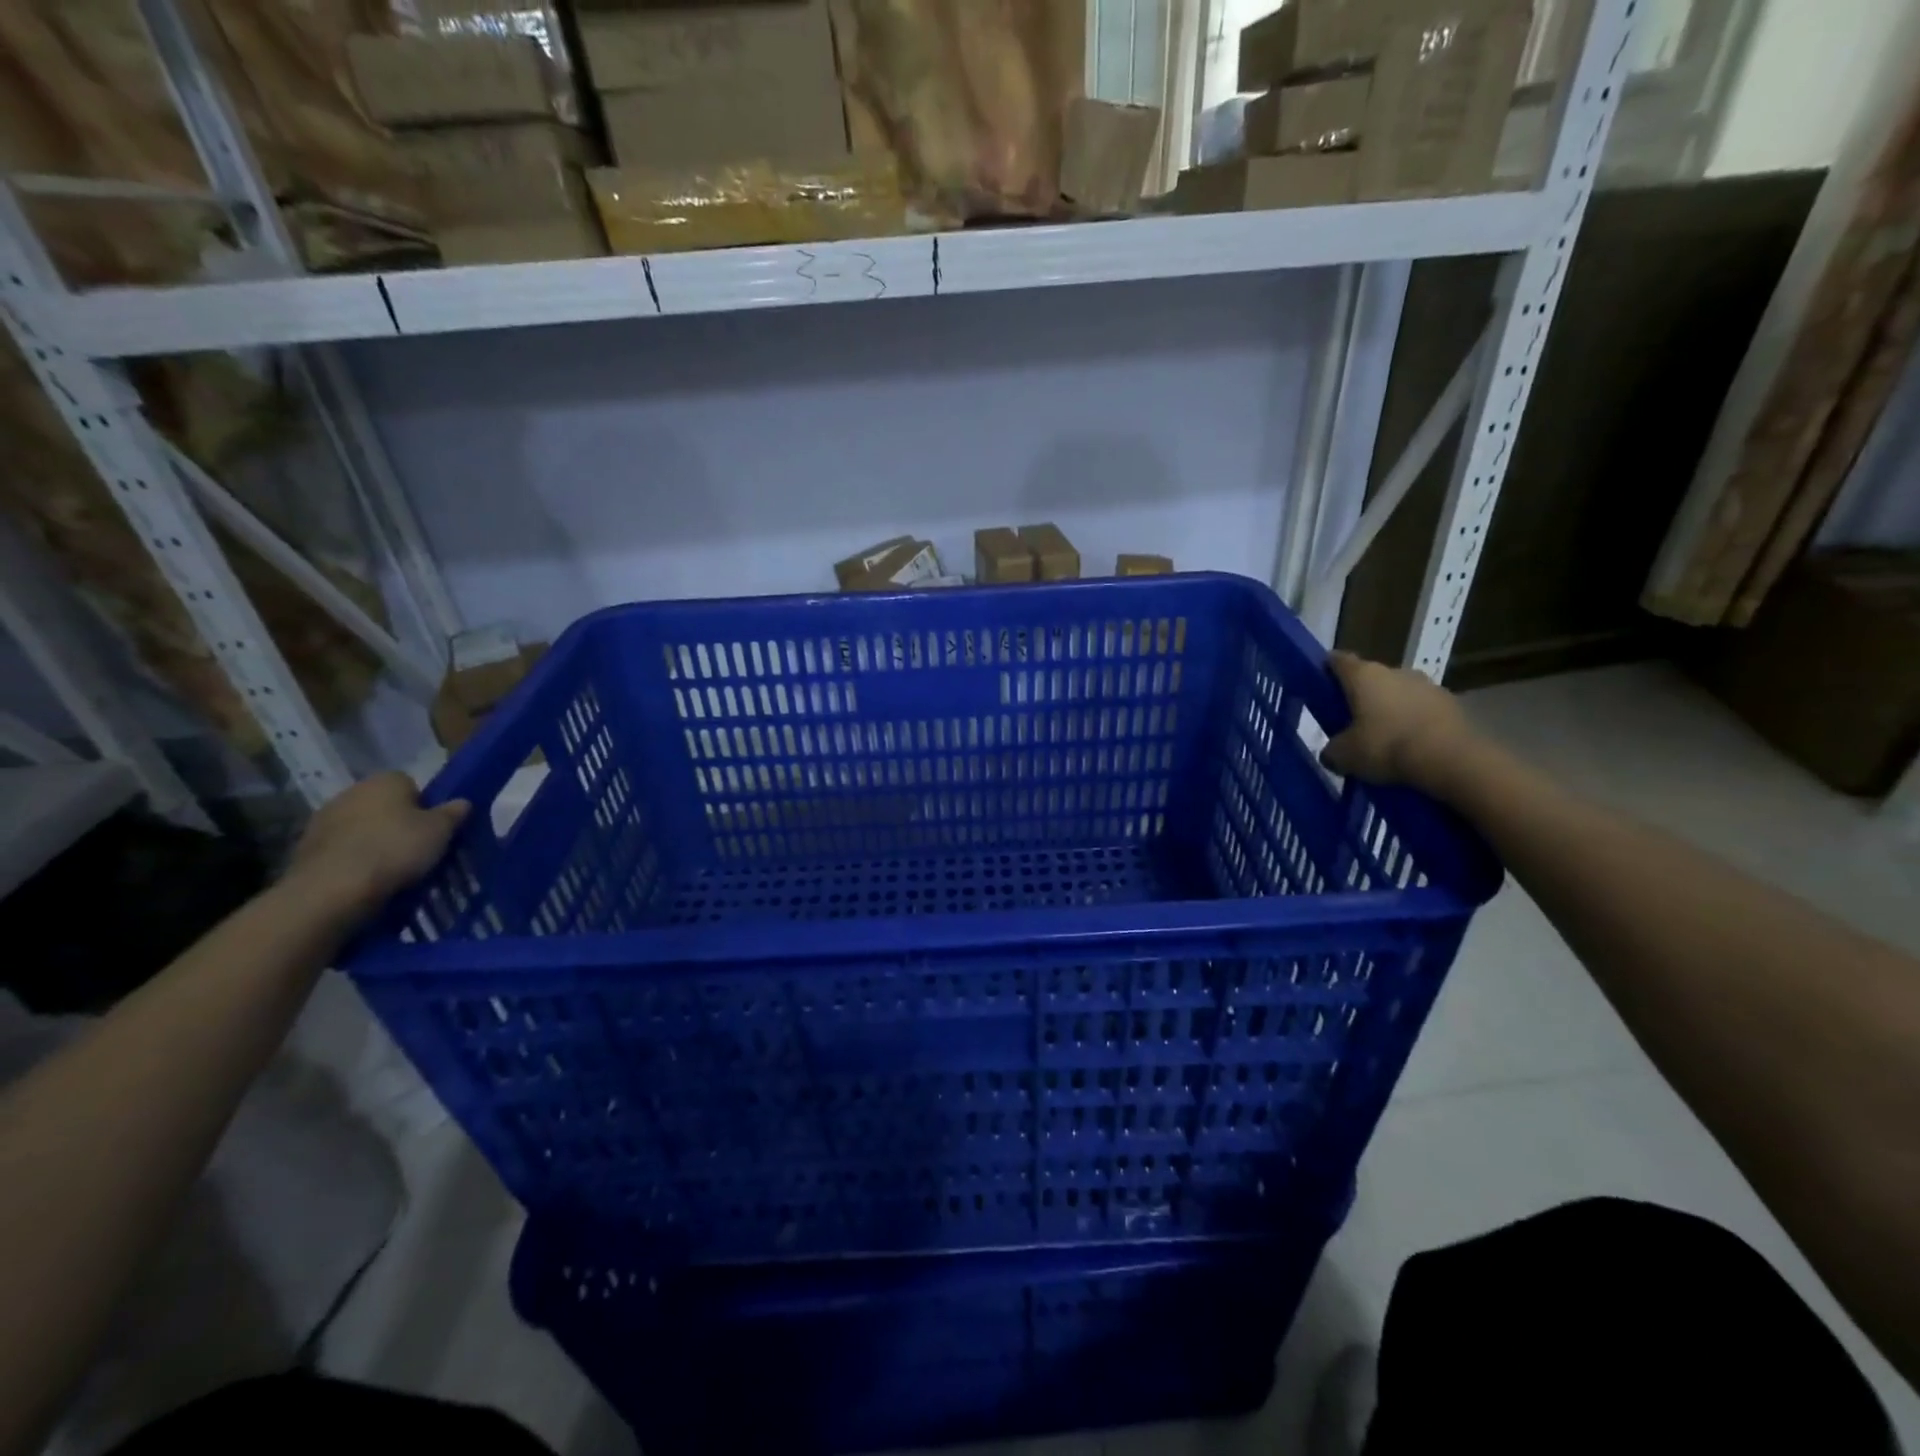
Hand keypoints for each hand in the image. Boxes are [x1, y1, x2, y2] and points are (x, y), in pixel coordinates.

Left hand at [286, 772, 469, 920]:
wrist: (333, 888)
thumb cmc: (395, 849)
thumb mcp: (441, 831)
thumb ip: (453, 813)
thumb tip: (462, 802)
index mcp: (385, 780)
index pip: (411, 784)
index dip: (425, 805)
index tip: (433, 828)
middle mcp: (351, 791)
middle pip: (383, 805)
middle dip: (397, 822)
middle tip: (415, 848)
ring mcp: (323, 819)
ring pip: (360, 826)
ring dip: (373, 840)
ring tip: (390, 868)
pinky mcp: (305, 847)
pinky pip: (341, 848)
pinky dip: (352, 858)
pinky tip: (364, 878)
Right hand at [1321, 651, 1475, 787]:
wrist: (1450, 759)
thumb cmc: (1385, 747)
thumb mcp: (1344, 755)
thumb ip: (1332, 750)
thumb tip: (1332, 752)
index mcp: (1363, 675)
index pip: (1338, 660)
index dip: (1327, 670)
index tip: (1320, 684)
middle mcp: (1395, 671)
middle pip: (1370, 678)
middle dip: (1361, 696)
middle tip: (1351, 722)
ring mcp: (1427, 685)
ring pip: (1399, 693)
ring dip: (1391, 709)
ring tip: (1385, 738)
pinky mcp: (1452, 703)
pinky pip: (1423, 709)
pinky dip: (1415, 722)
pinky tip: (1411, 746)